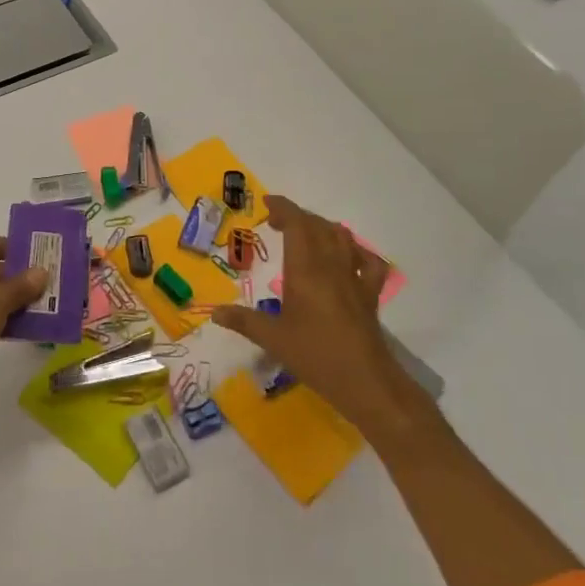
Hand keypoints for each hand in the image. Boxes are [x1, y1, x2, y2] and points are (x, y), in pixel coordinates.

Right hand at [213, 195, 409, 430]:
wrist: (365, 381)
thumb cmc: (315, 355)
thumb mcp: (272, 339)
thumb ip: (243, 321)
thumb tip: (214, 312)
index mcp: (305, 269)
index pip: (297, 224)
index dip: (283, 208)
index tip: (267, 204)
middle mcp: (331, 265)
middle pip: (317, 226)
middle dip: (297, 217)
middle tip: (276, 222)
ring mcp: (355, 277)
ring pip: (342, 237)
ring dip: (322, 228)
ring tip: (306, 234)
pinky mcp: (370, 293)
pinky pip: (368, 261)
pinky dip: (356, 251)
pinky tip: (347, 257)